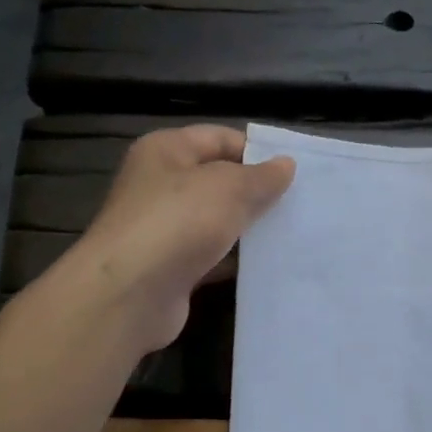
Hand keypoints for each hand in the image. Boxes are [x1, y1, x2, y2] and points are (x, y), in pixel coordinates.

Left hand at [74, 125, 294, 351]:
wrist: (130, 294)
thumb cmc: (177, 222)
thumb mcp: (228, 187)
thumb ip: (261, 177)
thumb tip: (286, 165)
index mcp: (166, 151)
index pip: (219, 138)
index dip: (257, 151)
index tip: (295, 171)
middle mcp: (160, 186)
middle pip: (218, 181)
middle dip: (257, 192)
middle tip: (300, 204)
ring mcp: (164, 230)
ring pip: (217, 222)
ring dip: (249, 229)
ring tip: (293, 234)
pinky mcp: (172, 269)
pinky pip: (212, 258)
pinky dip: (236, 261)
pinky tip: (268, 266)